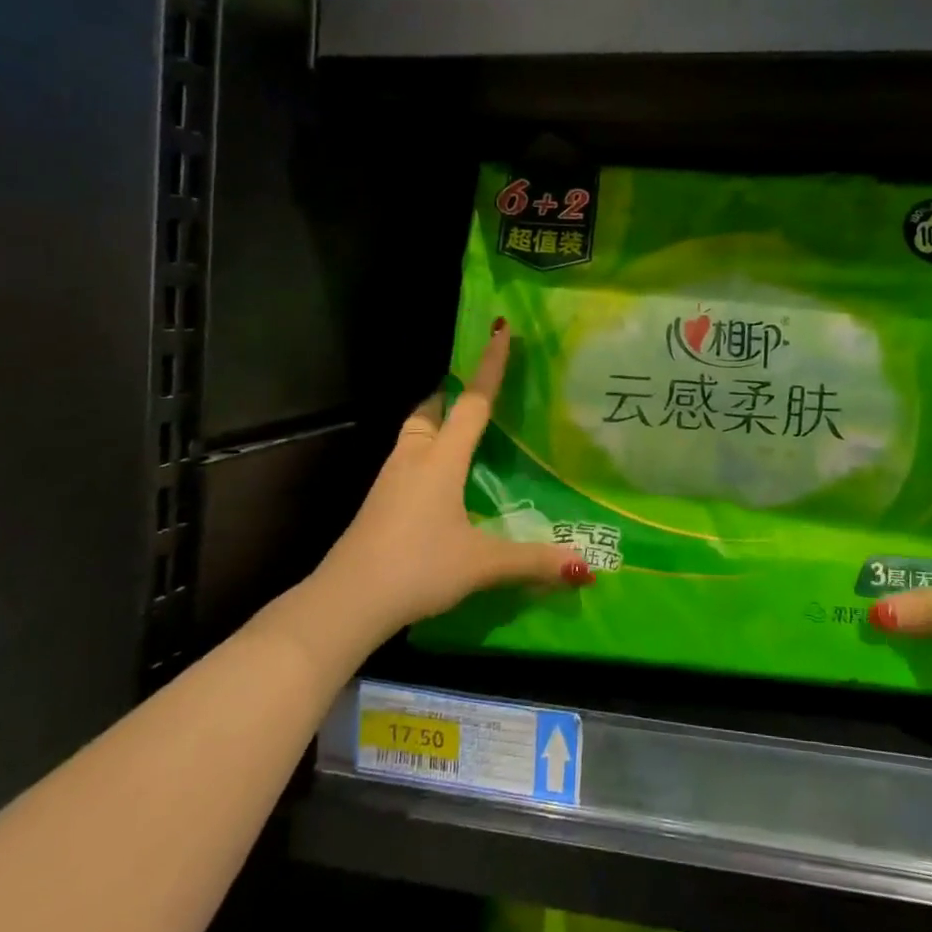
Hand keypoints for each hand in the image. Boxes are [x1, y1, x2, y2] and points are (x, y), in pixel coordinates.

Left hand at [307, 320, 591, 637]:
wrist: (346, 601)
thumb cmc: (417, 567)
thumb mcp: (481, 564)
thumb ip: (533, 561)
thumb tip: (585, 568)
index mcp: (441, 459)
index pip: (472, 402)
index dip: (489, 366)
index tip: (498, 329)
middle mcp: (412, 458)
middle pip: (429, 410)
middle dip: (450, 394)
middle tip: (474, 393)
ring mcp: (389, 480)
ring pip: (413, 434)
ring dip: (435, 423)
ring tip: (461, 434)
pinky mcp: (378, 504)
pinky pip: (405, 461)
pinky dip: (425, 454)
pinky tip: (439, 483)